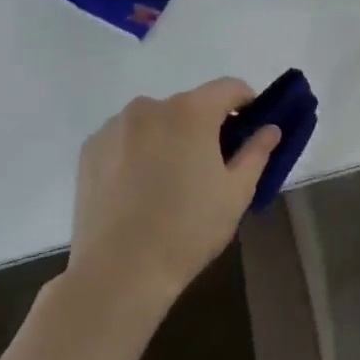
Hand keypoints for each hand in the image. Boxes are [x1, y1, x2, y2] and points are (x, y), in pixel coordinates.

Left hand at [64, 78, 279, 310]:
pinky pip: (126, 138)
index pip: (229, 88)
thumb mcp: (237, 192)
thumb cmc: (189, 228)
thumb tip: (269, 128)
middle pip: (190, 104)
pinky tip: (141, 188)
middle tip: (213, 164)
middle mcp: (149, 107)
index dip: (247, 102)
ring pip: (156, 121)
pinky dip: (140, 151)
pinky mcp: (90, 150)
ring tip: (172, 180)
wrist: (119, 271)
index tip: (252, 128)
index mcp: (191, 112)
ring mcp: (114, 127)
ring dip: (171, 137)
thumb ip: (257, 151)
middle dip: (207, 125)